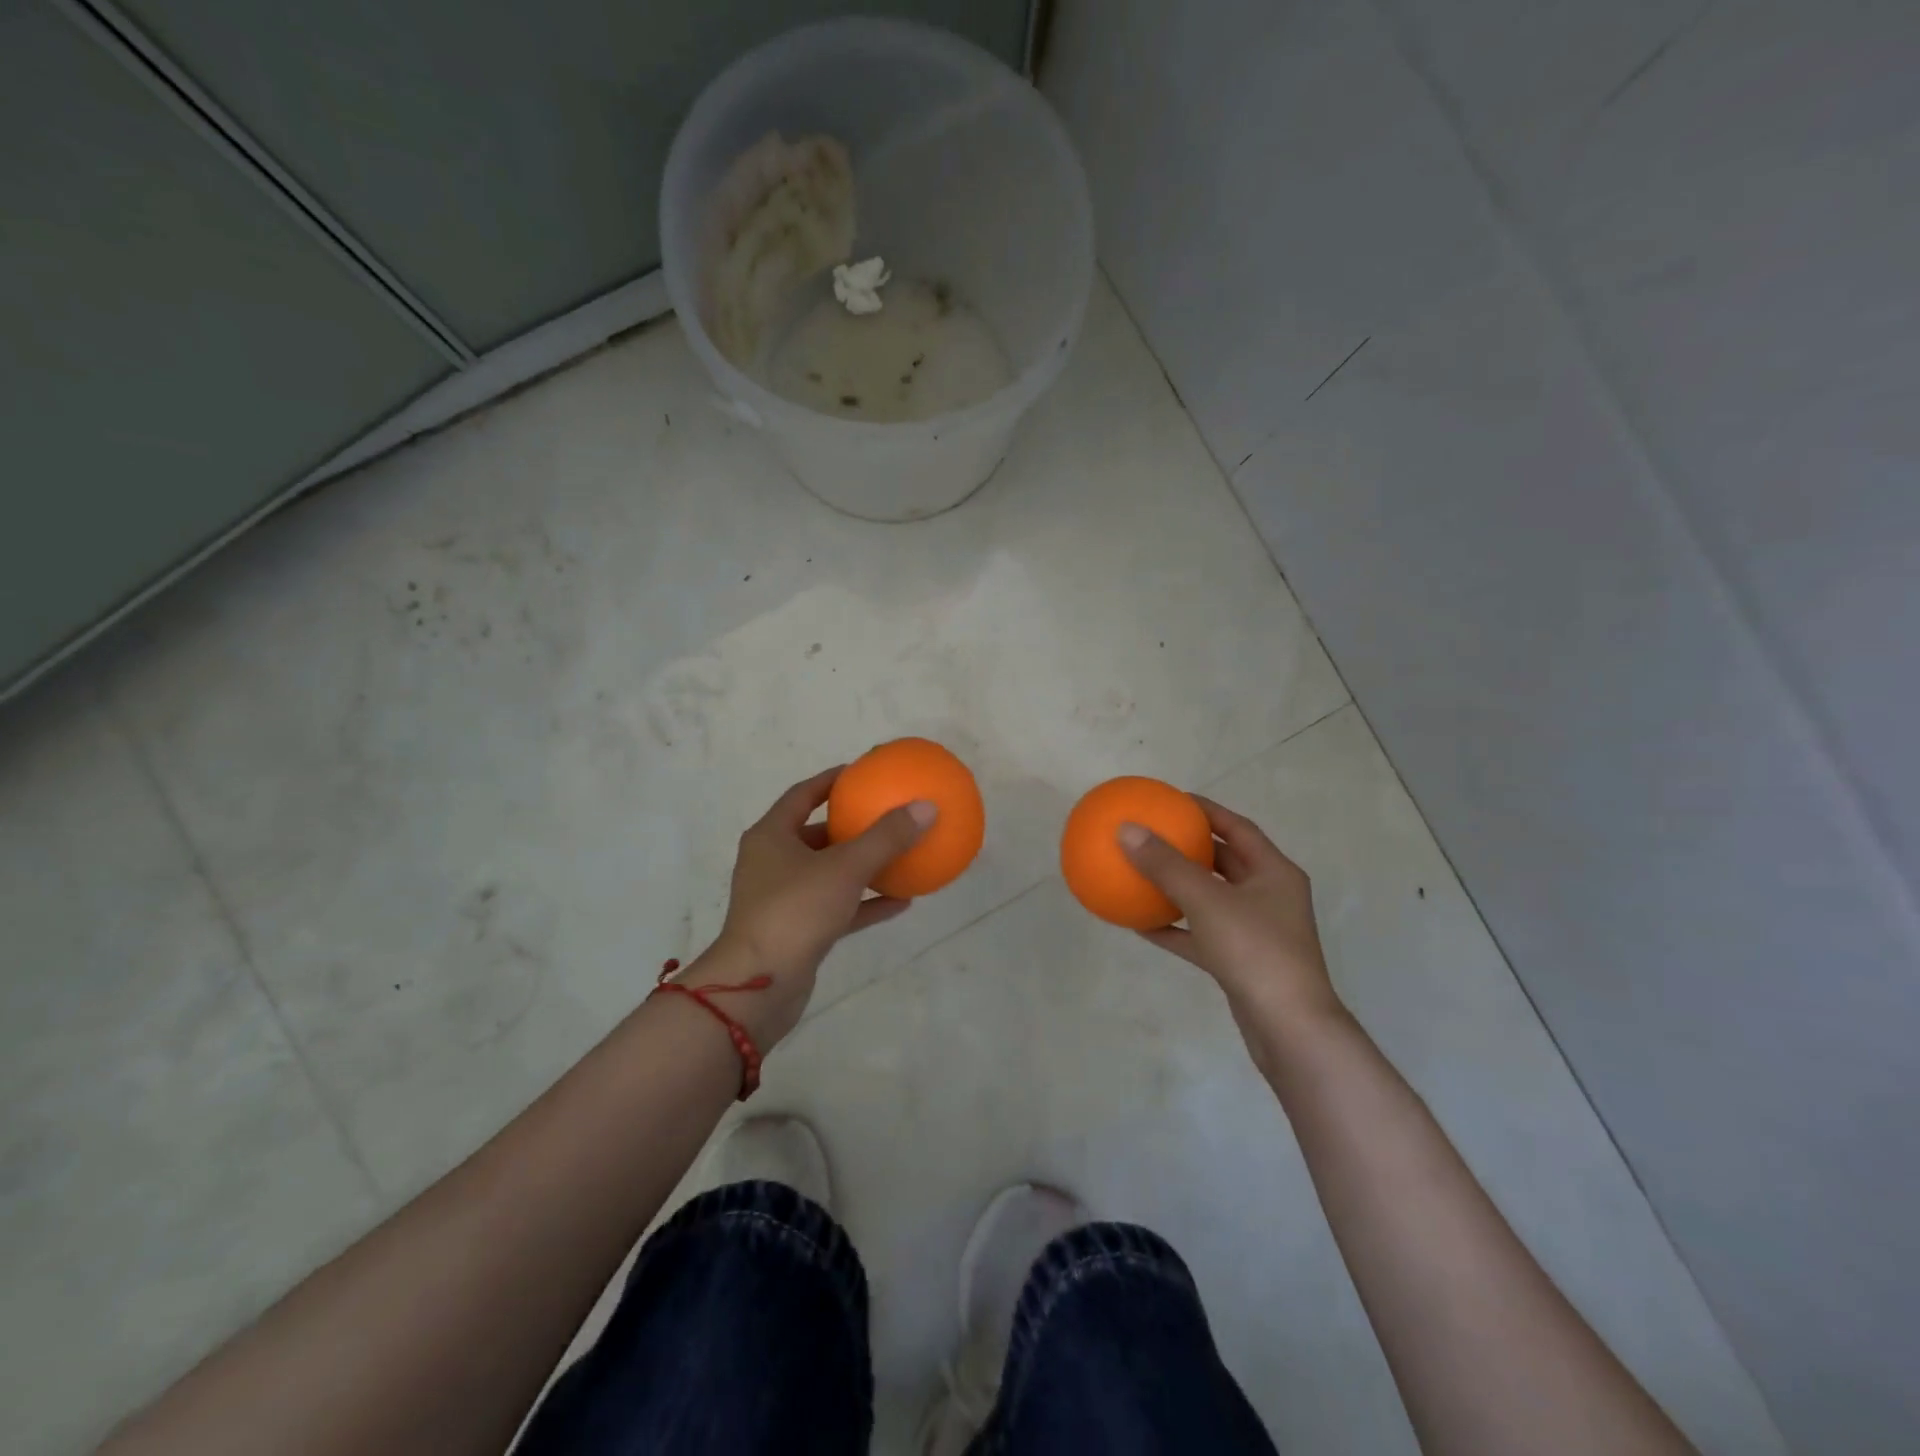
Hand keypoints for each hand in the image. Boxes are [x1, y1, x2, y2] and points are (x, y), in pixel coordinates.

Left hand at [687, 766, 935, 1046]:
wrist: (759, 986)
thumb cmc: (795, 911)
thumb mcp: (845, 868)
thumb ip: (886, 838)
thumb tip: (926, 806)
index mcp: (771, 836)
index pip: (802, 795)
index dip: (831, 781)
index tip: (862, 773)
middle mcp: (773, 863)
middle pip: (816, 834)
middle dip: (850, 826)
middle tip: (885, 815)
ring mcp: (784, 899)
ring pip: (828, 873)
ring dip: (861, 866)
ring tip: (899, 856)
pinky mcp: (798, 931)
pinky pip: (837, 908)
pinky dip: (865, 903)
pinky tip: (902, 901)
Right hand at [1118, 796, 1344, 1049]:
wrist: (1289, 1028)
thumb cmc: (1255, 951)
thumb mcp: (1207, 901)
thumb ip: (1166, 865)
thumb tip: (1126, 829)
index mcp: (1274, 873)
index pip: (1238, 829)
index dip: (1207, 811)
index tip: (1172, 800)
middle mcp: (1268, 898)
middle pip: (1225, 863)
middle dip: (1190, 849)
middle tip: (1154, 835)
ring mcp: (1255, 933)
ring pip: (1210, 900)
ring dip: (1178, 888)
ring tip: (1142, 874)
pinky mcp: (1240, 963)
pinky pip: (1200, 935)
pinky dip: (1174, 928)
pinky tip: (1140, 923)